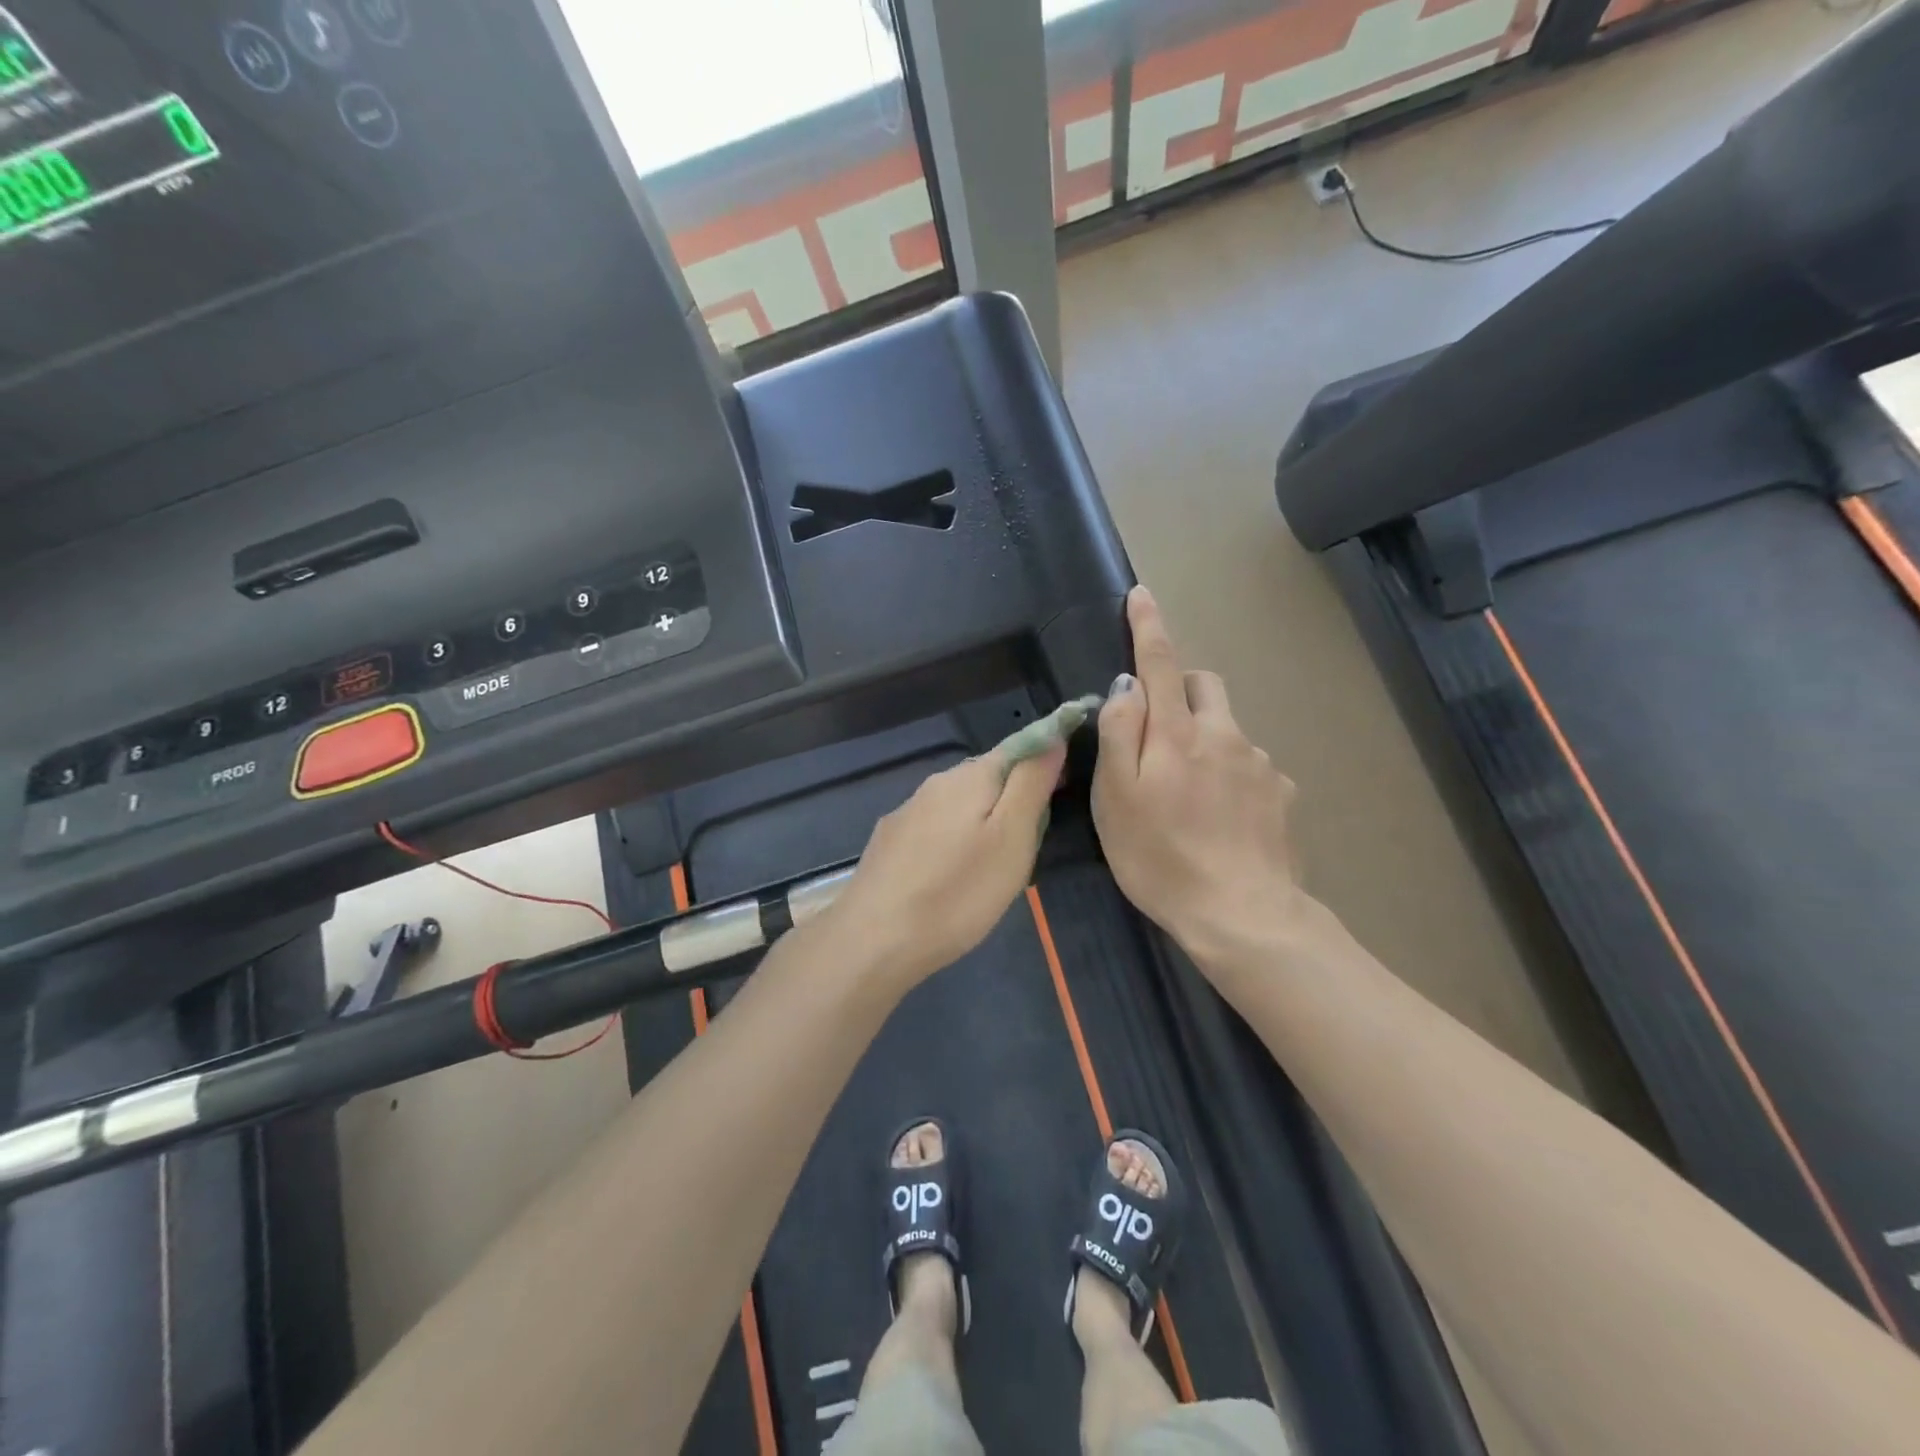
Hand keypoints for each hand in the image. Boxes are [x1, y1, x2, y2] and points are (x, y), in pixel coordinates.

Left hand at [823, 740, 1065, 992]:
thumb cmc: (957, 892)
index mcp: (970, 777)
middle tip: (1027, 849)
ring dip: (981, 825)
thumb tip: (1052, 736)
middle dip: (1012, 802)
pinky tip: (951, 878)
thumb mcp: (1011, 838)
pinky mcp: (889, 843)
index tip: (1060, 792)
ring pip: (958, 807)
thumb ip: (1031, 783)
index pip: (1017, 748)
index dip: (1043, 763)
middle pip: (987, 779)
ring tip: (991, 871)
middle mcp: (935, 784)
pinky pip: (934, 830)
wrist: (874, 940)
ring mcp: (907, 813)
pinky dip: (952, 844)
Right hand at [1092, 587, 1302, 966]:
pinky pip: (1251, 764)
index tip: (1142, 594)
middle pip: (1205, 685)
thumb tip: (1126, 686)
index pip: (1161, 663)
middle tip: (1158, 728)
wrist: (1242, 916)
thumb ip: (1119, 734)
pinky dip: (1231, 772)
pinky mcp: (1282, 793)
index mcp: (1178, 733)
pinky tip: (1221, 816)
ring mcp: (1260, 763)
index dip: (1148, 627)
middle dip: (1182, 686)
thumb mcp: (1116, 799)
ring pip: (1228, 727)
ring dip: (1206, 736)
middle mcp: (1225, 734)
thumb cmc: (1160, 858)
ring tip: (1187, 794)